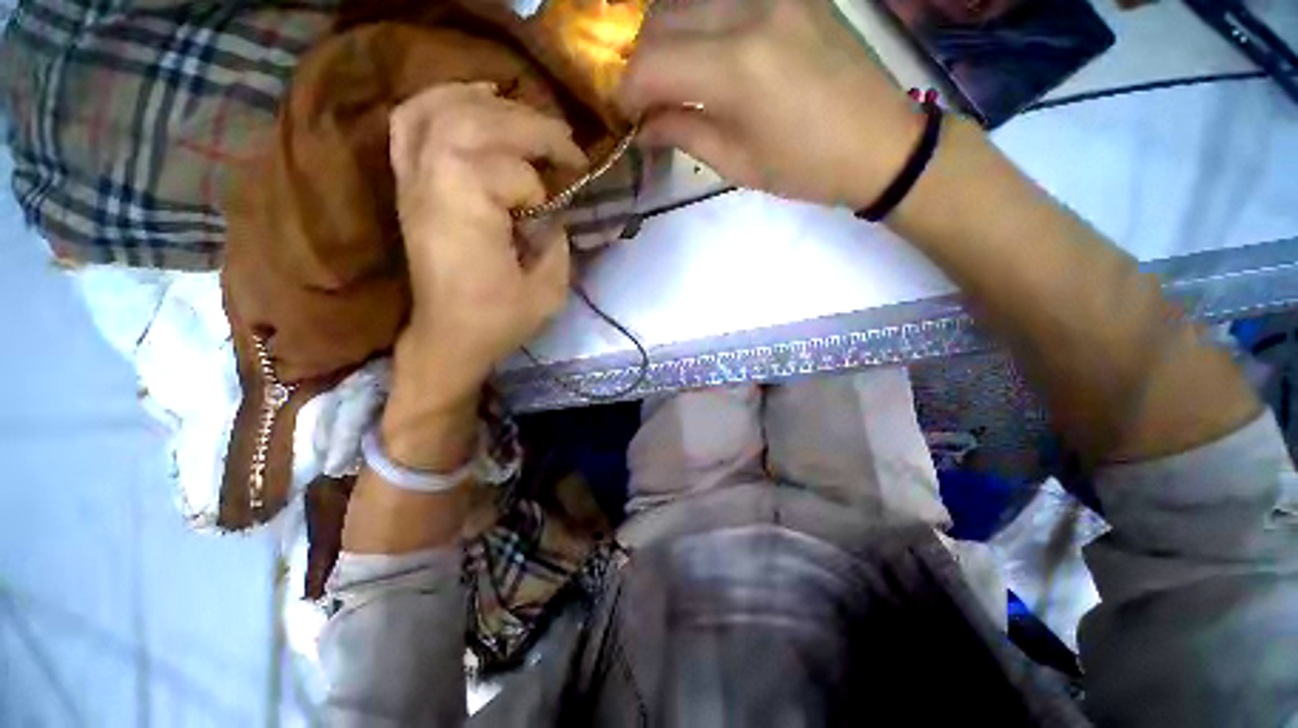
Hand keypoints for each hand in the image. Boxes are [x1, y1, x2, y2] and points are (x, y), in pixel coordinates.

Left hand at [381, 82, 586, 468]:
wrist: (447, 338)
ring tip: (529, 115)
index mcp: (466, 215)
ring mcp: (413, 180)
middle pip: (477, 122)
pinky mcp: (408, 184)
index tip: (562, 206)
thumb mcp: (548, 291)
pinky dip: (442, 99)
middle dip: (531, 127)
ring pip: (443, 109)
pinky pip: (412, 121)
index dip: (543, 188)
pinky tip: (475, 97)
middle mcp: (432, 185)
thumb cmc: (498, 321)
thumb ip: (557, 241)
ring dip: (492, 105)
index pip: (511, 172)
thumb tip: (556, 208)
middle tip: (565, 147)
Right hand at [618, 0, 922, 208]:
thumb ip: (684, 134)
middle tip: (644, 98)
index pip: (651, 64)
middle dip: (640, 61)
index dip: (627, 91)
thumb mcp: (737, 163)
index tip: (626, 115)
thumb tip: (644, 125)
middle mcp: (750, 12)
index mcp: (736, 69)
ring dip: (666, 36)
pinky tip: (704, 51)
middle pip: (661, 19)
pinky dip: (699, 21)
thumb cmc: (806, 168)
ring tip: (671, 76)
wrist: (879, 143)